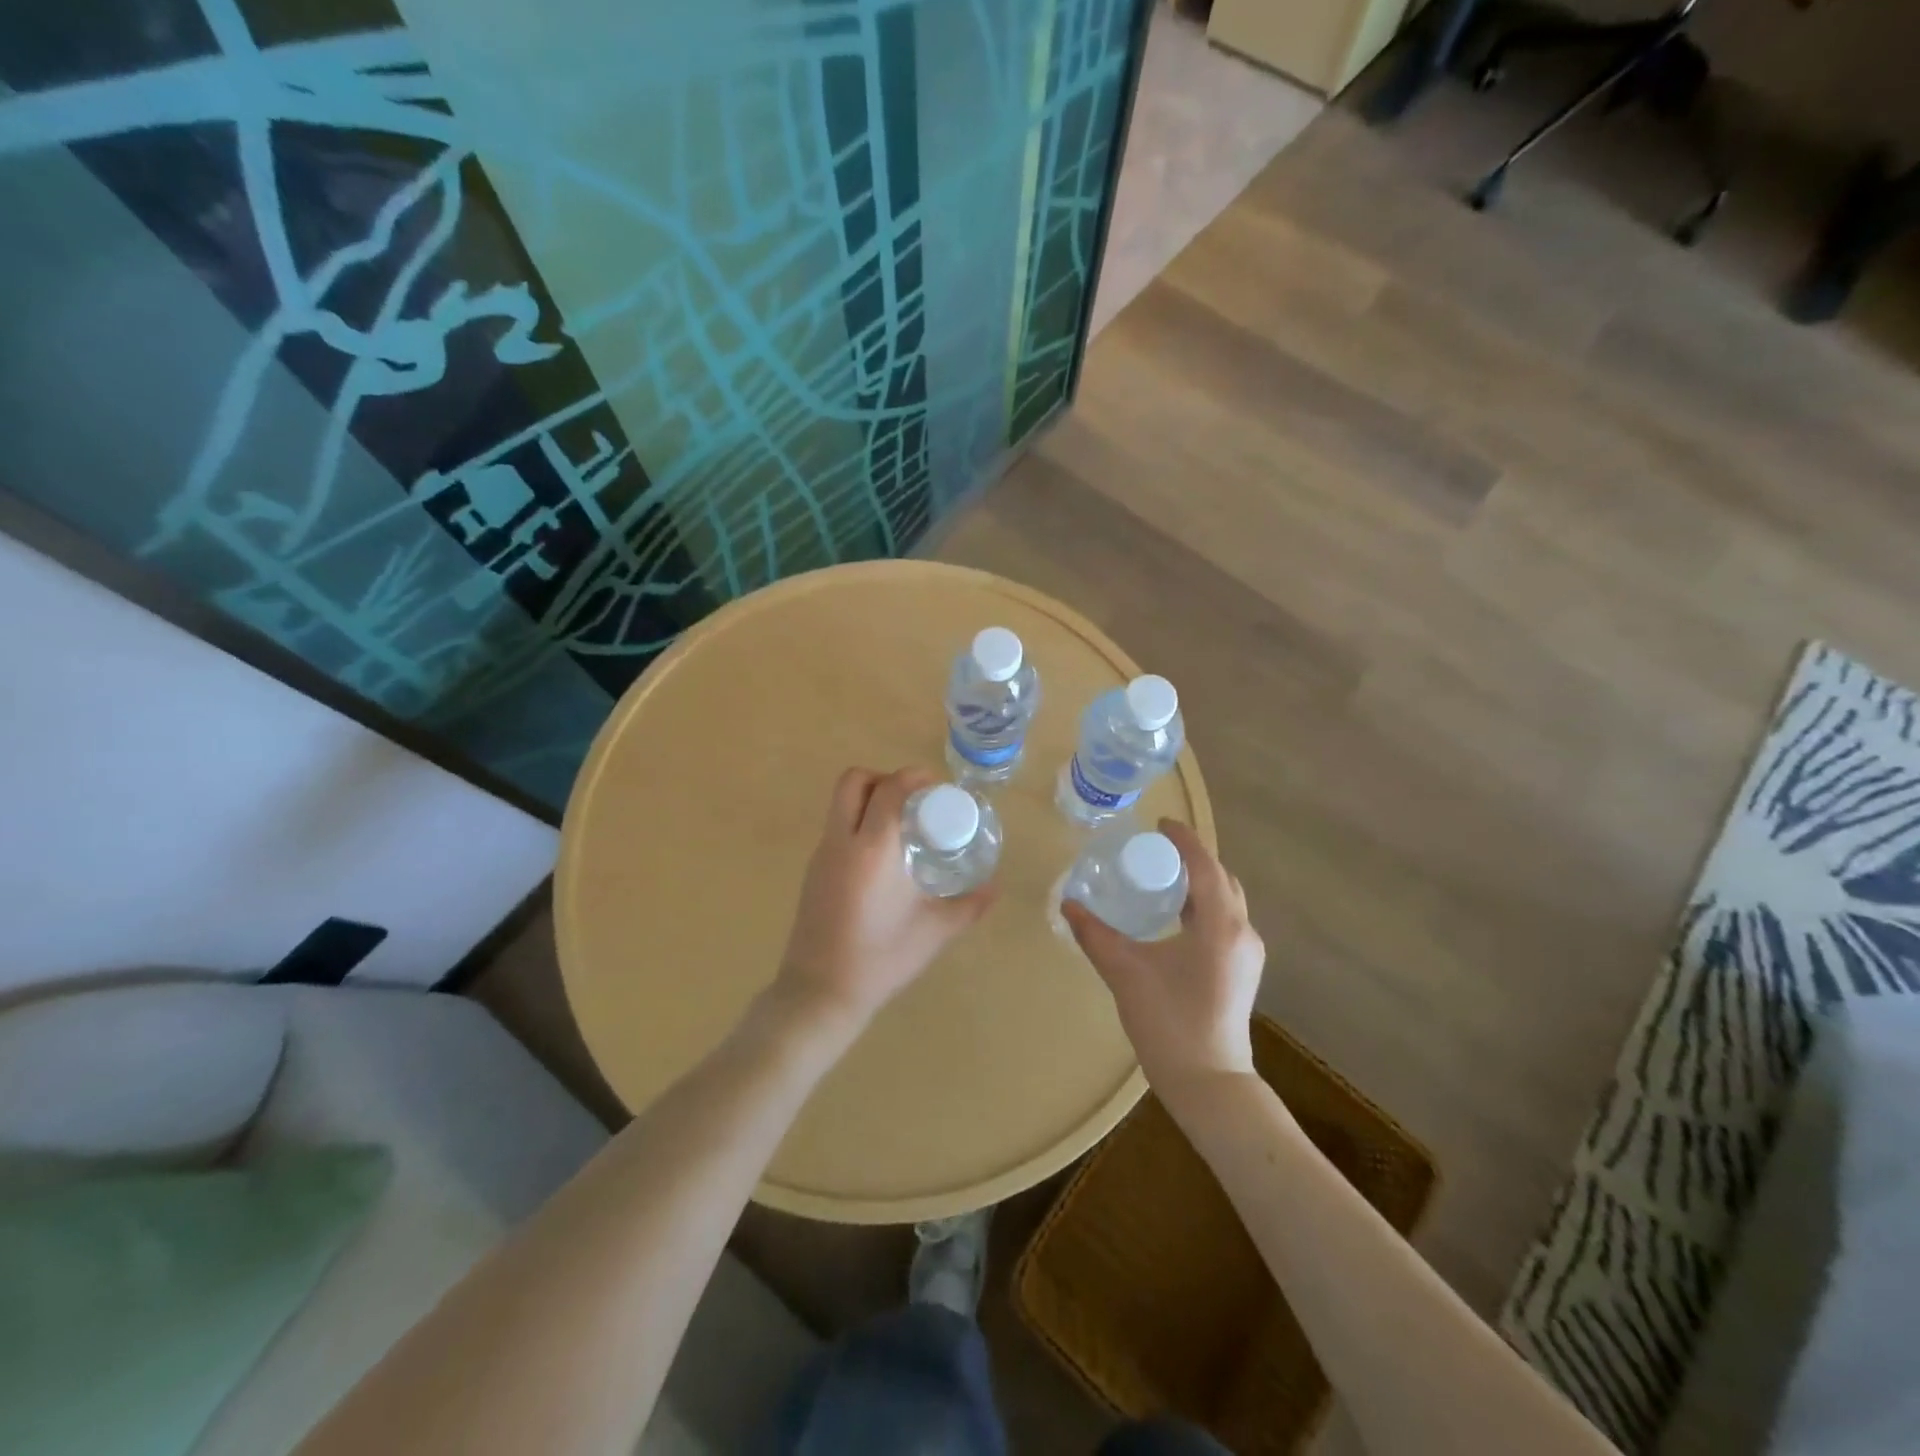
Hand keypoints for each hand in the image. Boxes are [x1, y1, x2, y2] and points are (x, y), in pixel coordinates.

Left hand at [773, 767, 995, 1030]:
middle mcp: (842, 842)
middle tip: (914, 799)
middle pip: (854, 781)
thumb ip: (969, 906)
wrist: (820, 992)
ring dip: (870, 799)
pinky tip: (883, 857)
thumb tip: (995, 887)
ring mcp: (822, 855)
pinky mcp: (813, 871)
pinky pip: (836, 828)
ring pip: (840, 803)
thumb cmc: (881, 959)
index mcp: (873, 850)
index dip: (914, 777)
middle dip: (885, 778)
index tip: (938, 788)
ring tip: (902, 826)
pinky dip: (859, 824)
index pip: (890, 789)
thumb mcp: (934, 932)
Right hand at [1061, 820, 1263, 1092]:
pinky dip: (1205, 905)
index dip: (1184, 839)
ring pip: (1227, 900)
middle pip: (1221, 878)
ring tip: (1162, 877)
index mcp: (1220, 925)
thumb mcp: (1125, 973)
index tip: (1159, 824)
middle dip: (1192, 858)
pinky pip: (1227, 920)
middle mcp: (1243, 932)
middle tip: (1155, 851)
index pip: (1205, 865)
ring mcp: (1248, 953)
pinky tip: (1176, 916)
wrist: (1209, 1083)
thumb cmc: (1169, 1023)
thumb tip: (1068, 904)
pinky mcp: (1243, 970)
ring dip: (1200, 881)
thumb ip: (1095, 934)